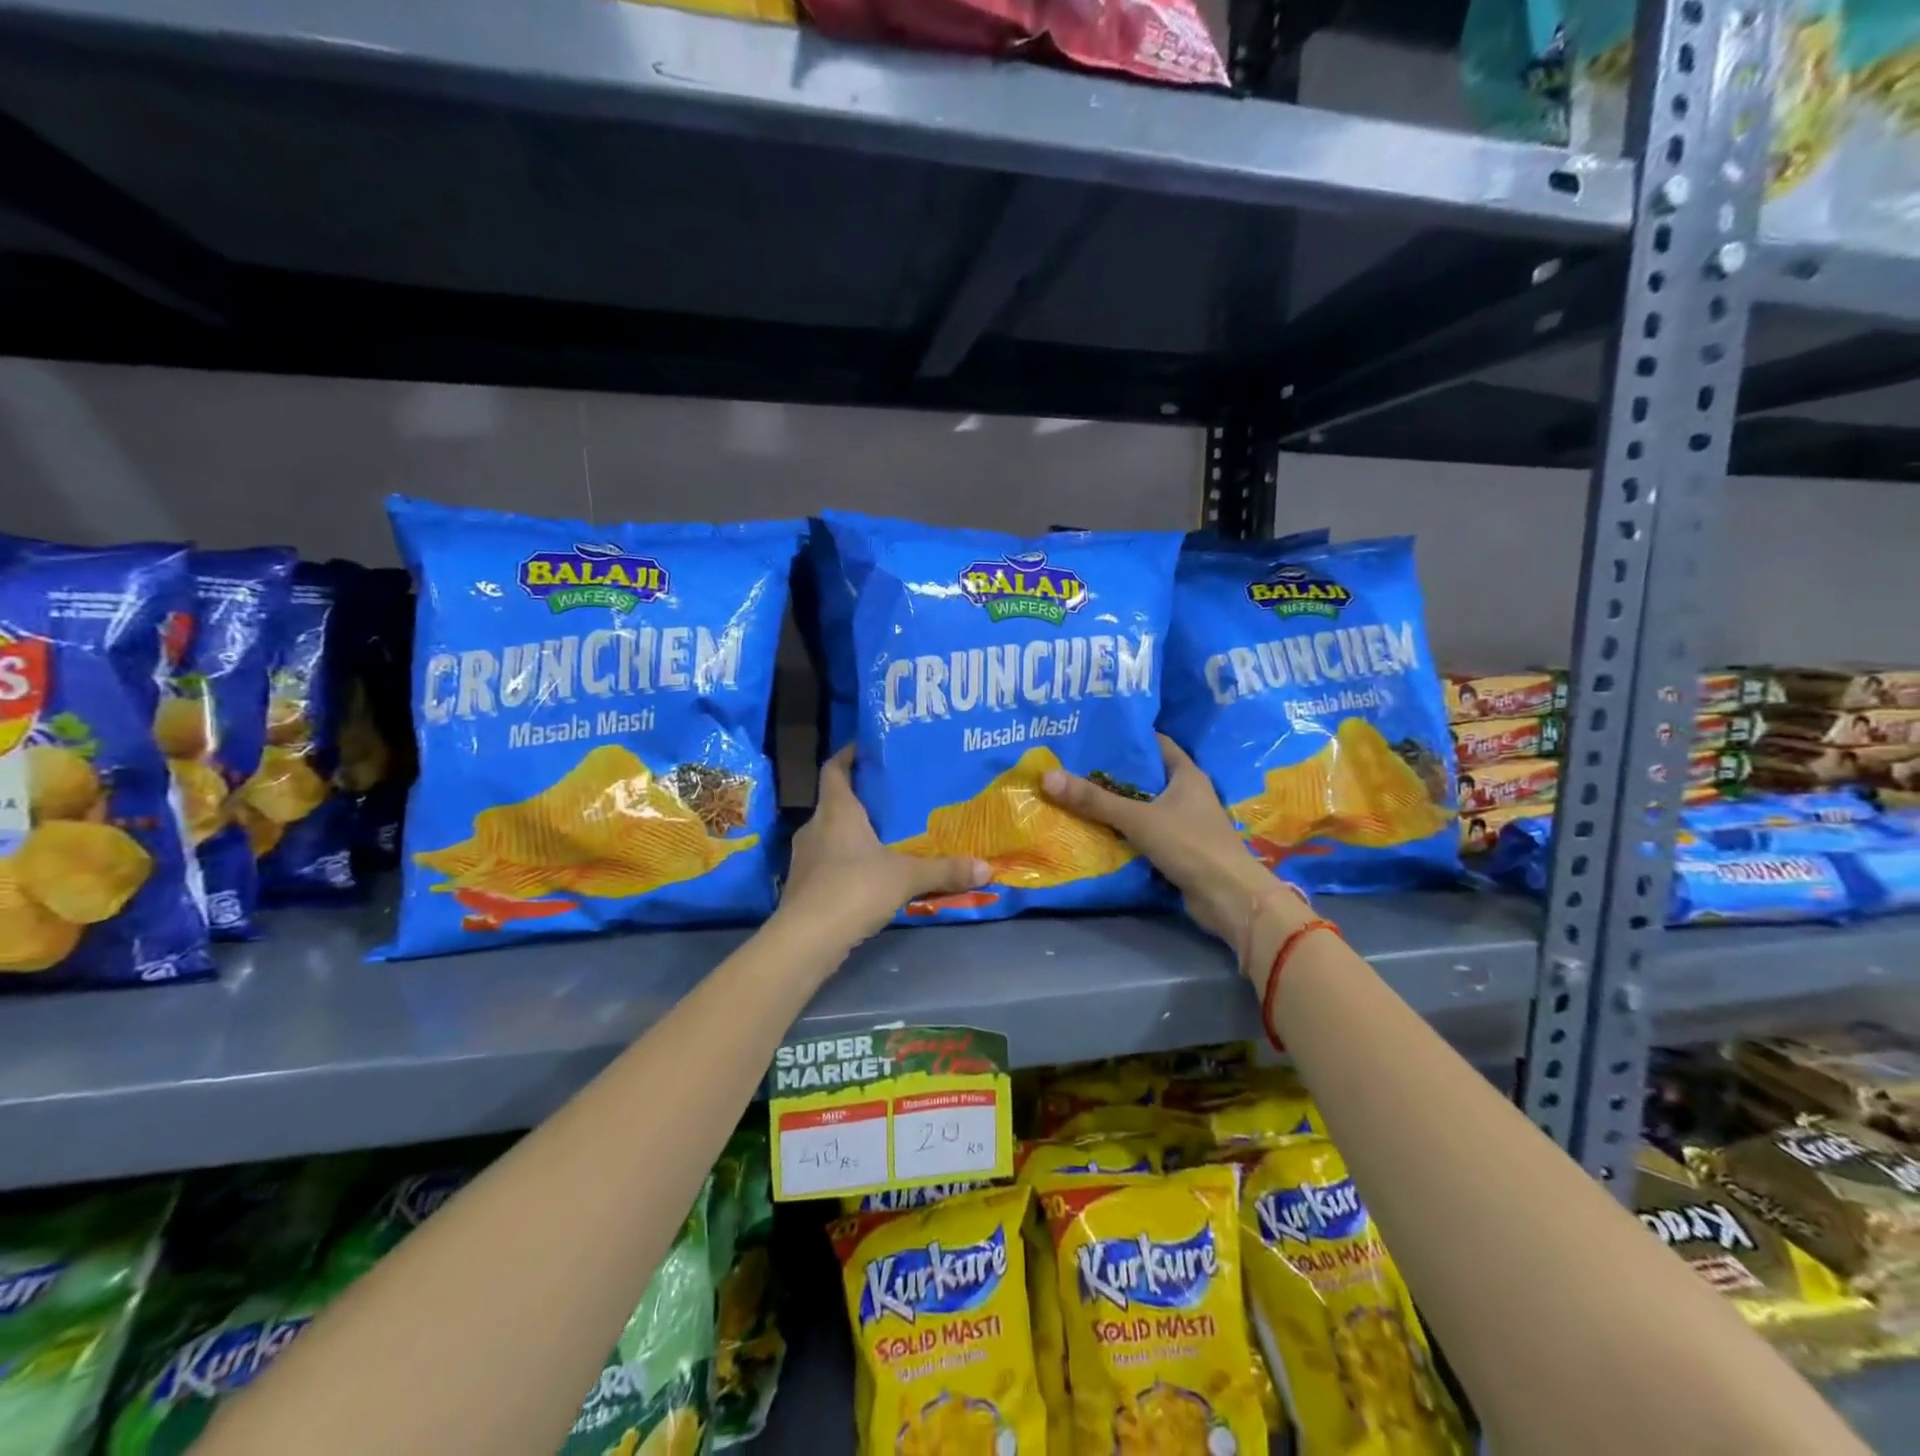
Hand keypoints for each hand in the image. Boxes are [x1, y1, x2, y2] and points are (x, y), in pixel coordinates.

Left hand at [780, 747, 989, 948]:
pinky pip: (829, 862)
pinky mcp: (803, 885)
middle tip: (894, 797)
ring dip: (854, 833)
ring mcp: (805, 858)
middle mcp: (815, 827)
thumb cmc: (854, 889)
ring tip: (888, 836)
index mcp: (836, 811)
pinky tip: (871, 874)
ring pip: (832, 834)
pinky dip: (848, 862)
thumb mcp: (906, 877)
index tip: (866, 748)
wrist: (806, 940)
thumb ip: (944, 870)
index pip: (834, 769)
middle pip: (835, 802)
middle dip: (862, 799)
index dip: (848, 755)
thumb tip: (986, 868)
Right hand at [1041, 735, 1310, 978]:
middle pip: (1144, 775)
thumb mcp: (1138, 818)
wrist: (1229, 898)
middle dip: (1111, 771)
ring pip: (1142, 805)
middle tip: (1072, 764)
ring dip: (1115, 803)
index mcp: (1186, 774)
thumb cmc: (1190, 844)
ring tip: (1074, 793)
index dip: (1127, 736)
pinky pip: (1144, 831)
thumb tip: (1047, 776)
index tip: (1093, 733)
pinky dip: (1123, 829)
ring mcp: (1184, 822)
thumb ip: (1095, 800)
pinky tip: (1094, 828)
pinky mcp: (1178, 848)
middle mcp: (1187, 793)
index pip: (1155, 743)